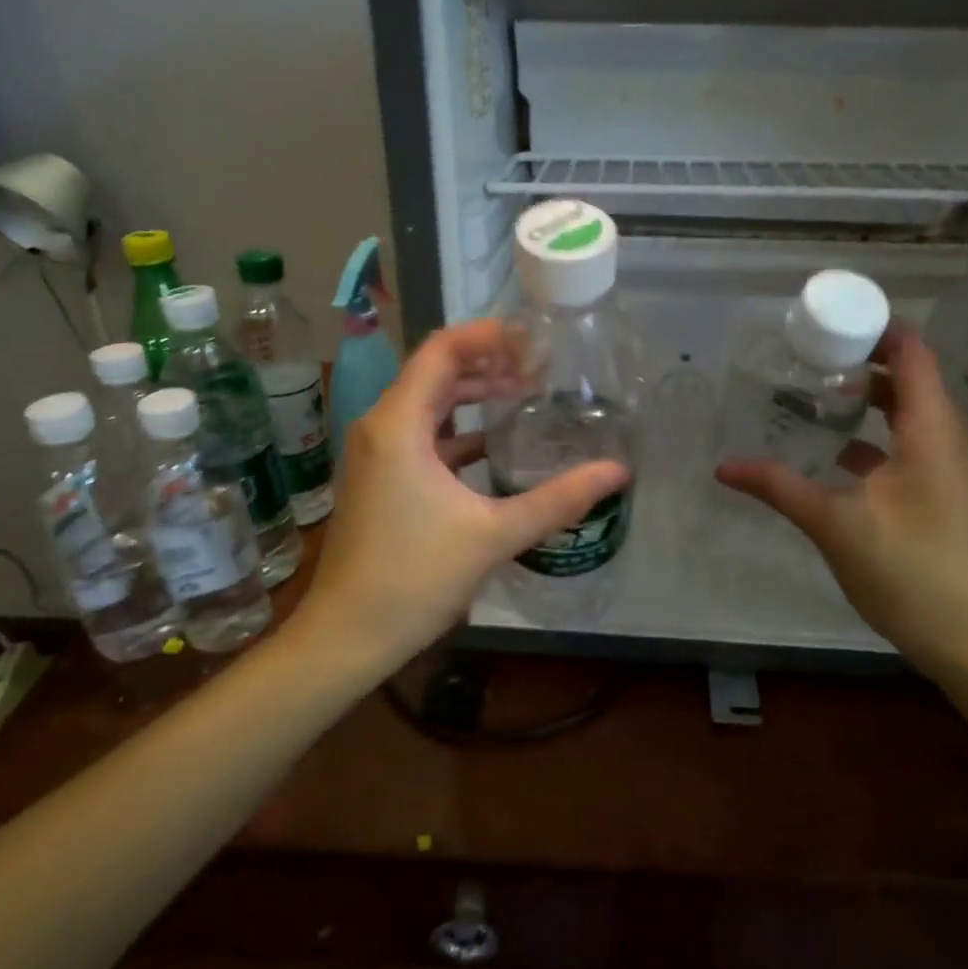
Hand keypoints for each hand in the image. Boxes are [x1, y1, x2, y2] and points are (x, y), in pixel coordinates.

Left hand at [301, 319, 629, 673]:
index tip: (530, 336)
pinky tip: (493, 447)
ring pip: (427, 407)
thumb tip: (617, 471)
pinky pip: (419, 437)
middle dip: (487, 365)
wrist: (349, 634)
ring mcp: (375, 455)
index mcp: (399, 425)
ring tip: (524, 397)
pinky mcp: (378, 480)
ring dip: (471, 397)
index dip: (486, 334)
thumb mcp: (494, 534)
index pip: (441, 351)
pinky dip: (456, 432)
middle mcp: (380, 428)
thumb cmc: (416, 577)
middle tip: (539, 368)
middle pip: (435, 374)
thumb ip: (558, 499)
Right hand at [716, 324, 967, 670]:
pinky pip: (901, 443)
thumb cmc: (908, 567)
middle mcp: (943, 438)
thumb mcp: (834, 523)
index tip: (828, 317)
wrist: (966, 635)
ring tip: (813, 389)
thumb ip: (778, 487)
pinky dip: (868, 433)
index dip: (877, 327)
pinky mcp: (933, 492)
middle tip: (808, 351)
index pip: (913, 353)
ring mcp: (941, 467)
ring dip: (865, 396)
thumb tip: (723, 467)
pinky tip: (829, 447)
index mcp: (930, 430)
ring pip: (905, 411)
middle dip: (862, 357)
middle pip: (909, 377)